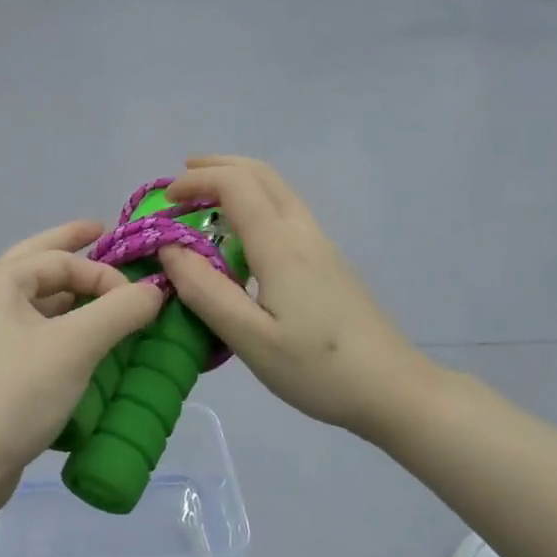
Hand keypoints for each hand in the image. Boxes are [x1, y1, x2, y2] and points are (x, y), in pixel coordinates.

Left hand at [0, 220, 164, 497]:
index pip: (61, 261)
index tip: (142, 302)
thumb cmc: (13, 393)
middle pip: (39, 266)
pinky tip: (88, 344)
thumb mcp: (74, 346)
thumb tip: (155, 290)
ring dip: (73, 300)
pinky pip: (37, 339)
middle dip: (72, 249)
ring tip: (107, 297)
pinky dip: (64, 334)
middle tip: (103, 231)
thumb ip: (119, 311)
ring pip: (39, 306)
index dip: (106, 275)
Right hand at [156, 156, 430, 437]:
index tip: (163, 201)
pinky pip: (285, 213)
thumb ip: (205, 291)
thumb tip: (169, 248)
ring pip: (277, 191)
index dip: (196, 182)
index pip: (236, 186)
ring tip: (202, 198)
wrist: (393, 389)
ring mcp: (321, 246)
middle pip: (262, 175)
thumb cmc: (317, 369)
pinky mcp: (328, 263)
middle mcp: (303, 234)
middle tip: (179, 180)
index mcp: (282, 247)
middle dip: (217, 167)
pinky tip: (239, 234)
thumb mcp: (250, 339)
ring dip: (237, 182)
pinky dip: (253, 204)